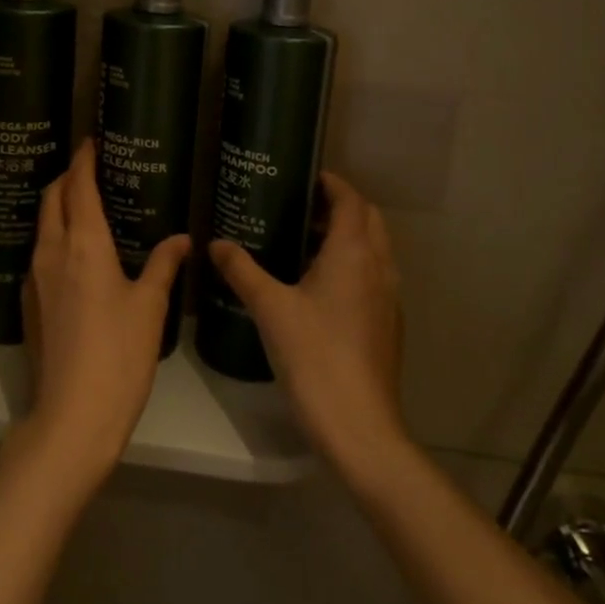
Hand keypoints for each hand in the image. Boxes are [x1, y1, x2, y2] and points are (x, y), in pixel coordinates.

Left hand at [15, 140, 190, 494]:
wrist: (72, 416)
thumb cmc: (119, 355)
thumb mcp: (150, 307)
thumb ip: (164, 265)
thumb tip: (182, 238)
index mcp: (84, 245)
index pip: (78, 186)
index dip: (84, 159)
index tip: (92, 139)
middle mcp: (52, 252)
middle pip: (52, 198)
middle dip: (67, 177)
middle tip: (91, 169)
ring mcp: (34, 278)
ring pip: (43, 226)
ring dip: (59, 206)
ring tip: (87, 206)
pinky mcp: (29, 304)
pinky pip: (40, 253)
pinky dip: (56, 237)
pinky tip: (77, 254)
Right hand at [209, 172, 408, 486]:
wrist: (358, 426)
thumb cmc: (314, 356)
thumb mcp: (270, 308)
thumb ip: (242, 270)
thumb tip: (215, 243)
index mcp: (354, 253)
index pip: (351, 200)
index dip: (332, 183)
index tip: (304, 177)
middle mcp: (379, 267)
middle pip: (368, 219)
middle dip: (340, 206)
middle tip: (300, 207)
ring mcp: (388, 298)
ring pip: (374, 249)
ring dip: (348, 236)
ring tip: (304, 242)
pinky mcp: (387, 324)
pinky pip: (373, 276)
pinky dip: (353, 264)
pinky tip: (318, 286)